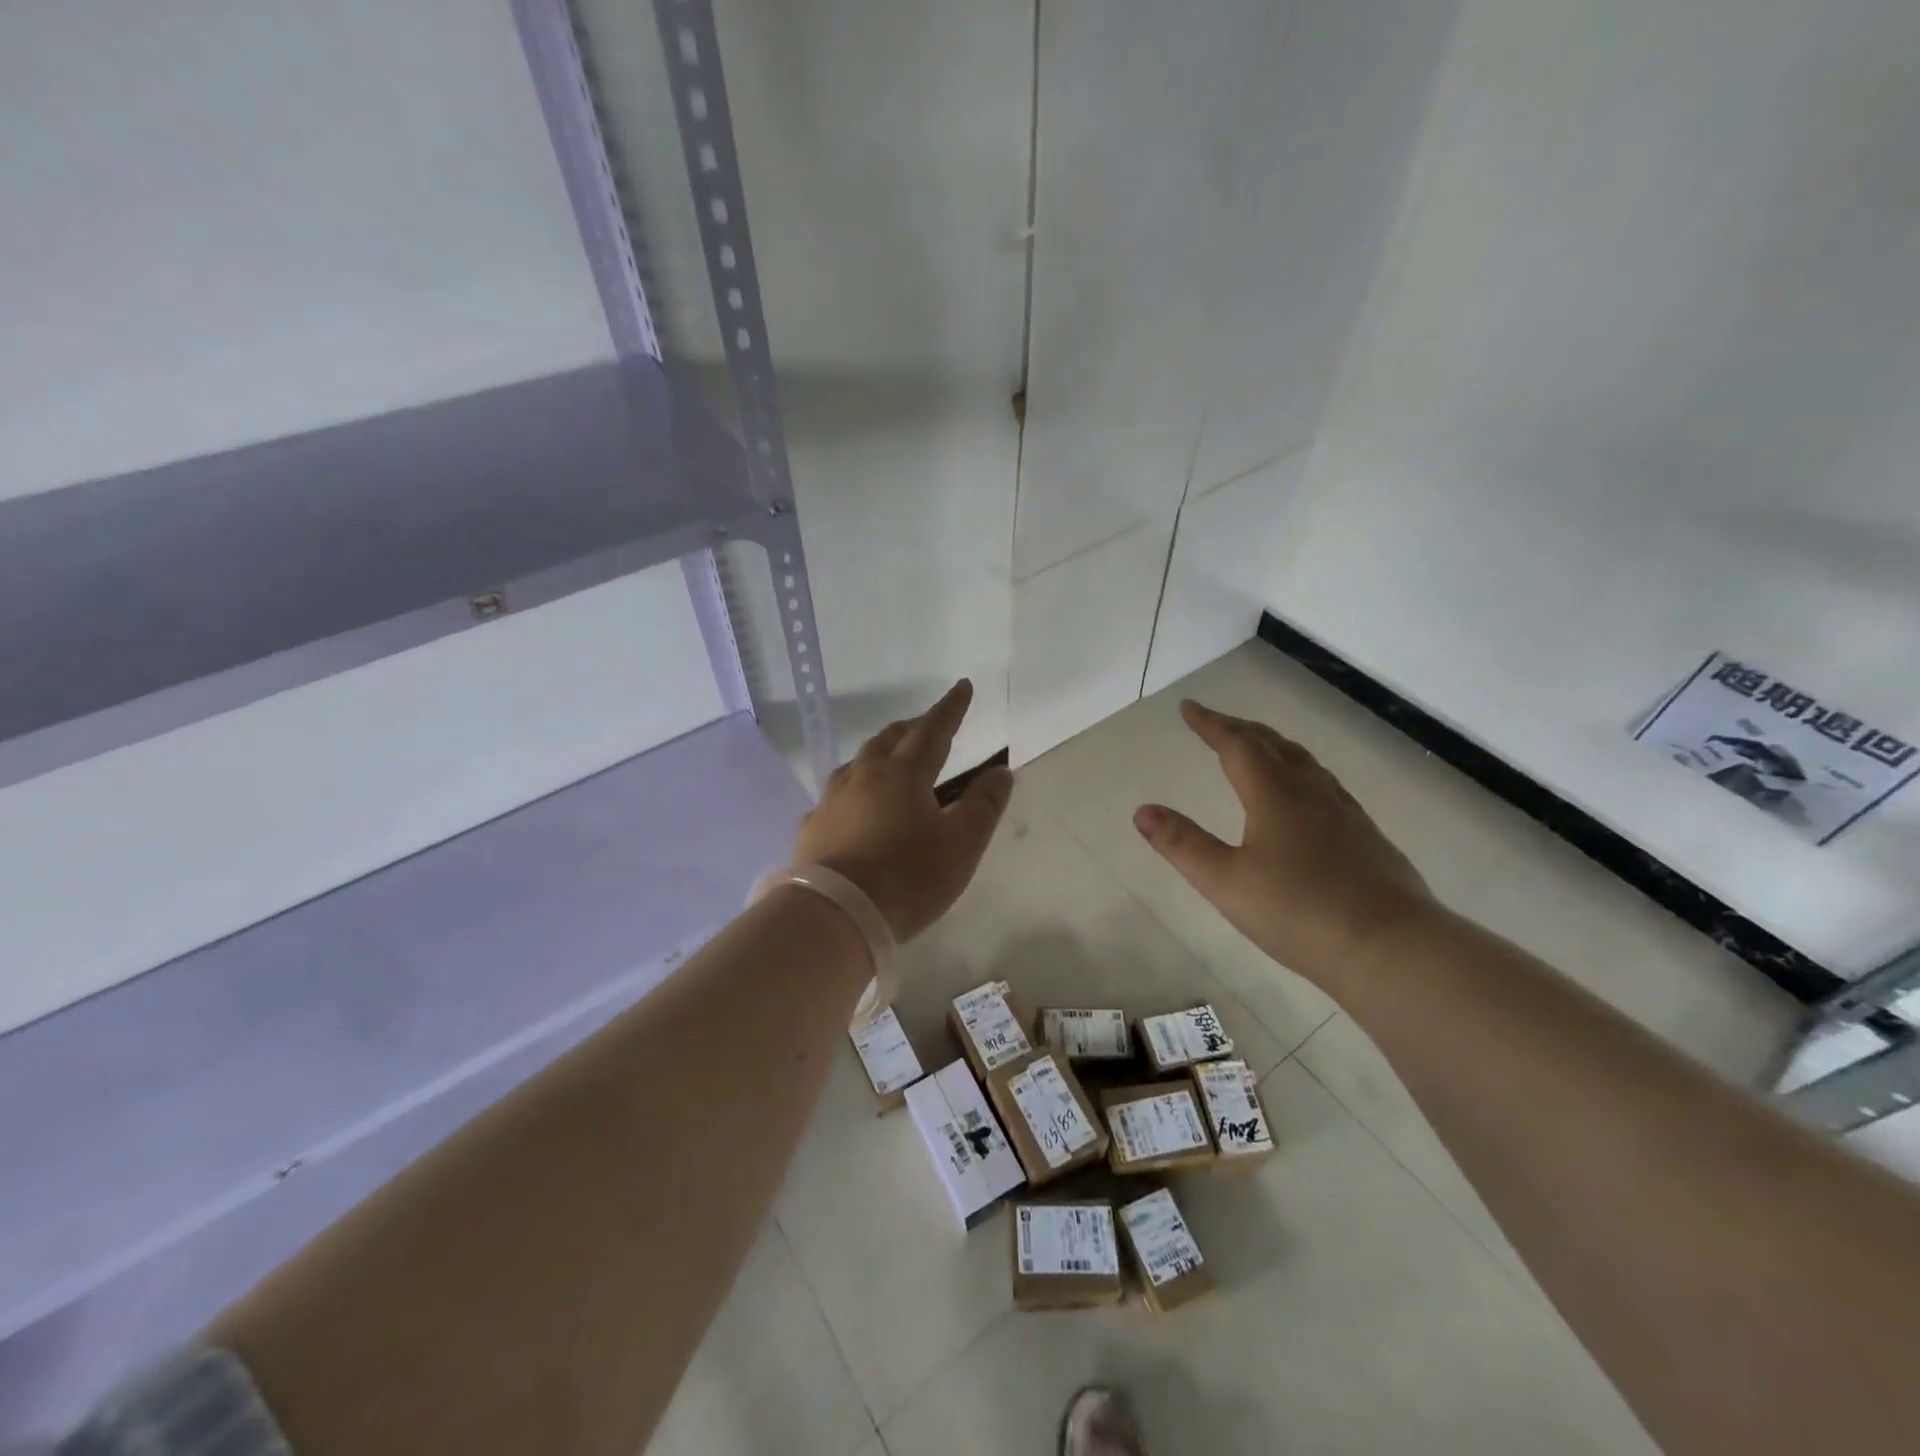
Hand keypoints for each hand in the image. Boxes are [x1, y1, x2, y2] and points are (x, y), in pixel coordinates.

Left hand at [793, 679, 1012, 940]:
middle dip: (913, 727)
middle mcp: (864, 776)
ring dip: (880, 752)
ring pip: (858, 761)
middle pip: (890, 739)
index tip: (962, 686)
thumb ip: (983, 806)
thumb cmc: (907, 877)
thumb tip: (1000, 771)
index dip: (950, 708)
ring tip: (890, 757)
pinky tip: (853, 804)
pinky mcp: (812, 827)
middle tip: (927, 724)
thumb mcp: (960, 845)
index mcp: (903, 774)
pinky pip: (836, 794)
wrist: (834, 915)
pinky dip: (854, 787)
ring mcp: (832, 800)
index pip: (932, 730)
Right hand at [1134, 701, 1436, 984]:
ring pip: (1306, 764)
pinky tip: (1308, 797)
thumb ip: (1183, 845)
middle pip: (1274, 746)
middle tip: (1217, 723)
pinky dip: (1303, 773)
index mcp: (1275, 797)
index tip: (1189, 708)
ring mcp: (1346, 815)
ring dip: (1275, 746)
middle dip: (1241, 729)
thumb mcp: (1225, 882)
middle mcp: (1312, 795)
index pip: (1237, 746)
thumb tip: (1143, 810)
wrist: (1392, 948)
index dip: (1211, 725)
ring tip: (1260, 748)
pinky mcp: (1368, 839)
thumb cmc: (1300, 912)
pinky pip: (1327, 787)